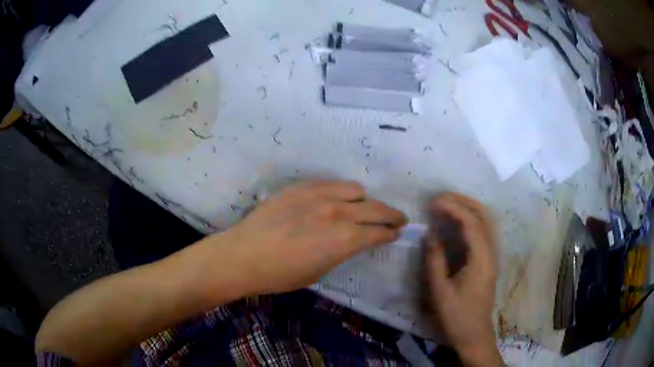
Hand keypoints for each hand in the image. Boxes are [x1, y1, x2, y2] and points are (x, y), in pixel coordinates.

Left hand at [217, 180, 406, 294]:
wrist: (244, 255)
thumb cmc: (281, 274)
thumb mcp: (319, 271)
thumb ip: (341, 251)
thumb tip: (352, 241)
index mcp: (345, 239)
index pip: (379, 232)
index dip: (391, 233)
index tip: (396, 233)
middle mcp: (338, 212)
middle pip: (376, 208)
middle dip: (391, 214)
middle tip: (397, 219)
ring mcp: (319, 195)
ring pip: (354, 189)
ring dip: (363, 201)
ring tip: (360, 208)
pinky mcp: (301, 187)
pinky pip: (330, 184)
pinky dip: (340, 193)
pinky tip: (333, 201)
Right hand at [425, 193, 501, 365]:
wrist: (474, 334)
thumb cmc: (456, 316)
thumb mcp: (440, 291)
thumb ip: (435, 259)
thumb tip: (431, 233)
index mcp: (481, 260)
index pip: (471, 223)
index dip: (453, 208)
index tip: (433, 203)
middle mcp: (492, 252)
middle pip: (484, 215)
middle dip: (463, 201)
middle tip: (440, 198)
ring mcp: (493, 255)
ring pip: (486, 221)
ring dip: (468, 208)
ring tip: (447, 204)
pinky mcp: (489, 260)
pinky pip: (483, 231)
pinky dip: (470, 220)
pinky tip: (457, 222)